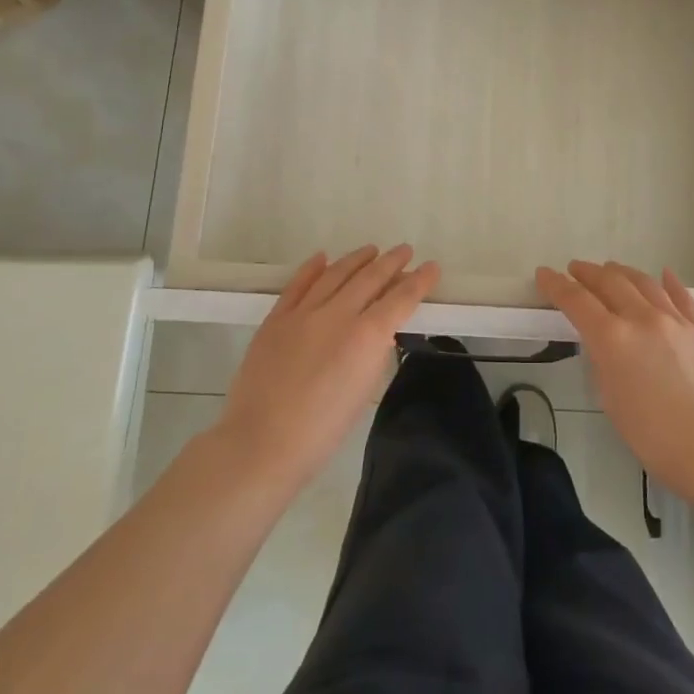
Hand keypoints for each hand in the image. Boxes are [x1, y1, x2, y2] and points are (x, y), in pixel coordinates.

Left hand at [220, 245, 439, 490]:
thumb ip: (373, 353)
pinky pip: (298, 284)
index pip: (400, 298)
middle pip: (370, 277)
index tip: (431, 267)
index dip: (419, 281)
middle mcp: (338, 314)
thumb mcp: (364, 391)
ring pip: (335, 273)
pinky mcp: (276, 318)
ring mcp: (303, 313)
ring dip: (356, 259)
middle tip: (405, 250)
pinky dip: (312, 268)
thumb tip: (378, 332)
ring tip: (371, 250)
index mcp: (366, 336)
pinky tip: (323, 258)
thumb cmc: (322, 431)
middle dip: (391, 262)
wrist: (261, 443)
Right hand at [536, 260, 693, 502]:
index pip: (577, 301)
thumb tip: (605, 344)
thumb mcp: (612, 401)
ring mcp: (676, 320)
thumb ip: (604, 362)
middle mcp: (642, 318)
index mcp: (613, 338)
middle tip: (575, 269)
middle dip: (588, 273)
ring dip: (622, 272)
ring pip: (644, 282)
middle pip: (610, 282)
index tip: (544, 274)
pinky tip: (663, 275)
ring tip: (610, 269)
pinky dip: (668, 282)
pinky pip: (681, 296)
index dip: (556, 285)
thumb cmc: (655, 438)